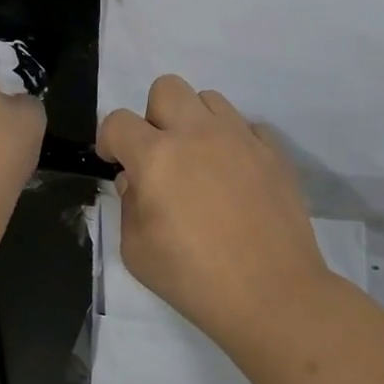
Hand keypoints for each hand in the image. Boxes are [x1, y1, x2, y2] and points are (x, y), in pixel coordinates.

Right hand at [98, 75, 328, 335]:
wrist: (272, 294)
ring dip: (195, 123)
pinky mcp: (273, 152)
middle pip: (167, 88)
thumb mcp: (137, 251)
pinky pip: (247, 126)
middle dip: (154, 116)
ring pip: (210, 99)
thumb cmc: (194, 279)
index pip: (118, 122)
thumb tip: (135, 179)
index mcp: (157, 157)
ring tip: (200, 161)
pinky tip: (235, 176)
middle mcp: (197, 134)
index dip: (109, 140)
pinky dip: (234, 142)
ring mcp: (241, 138)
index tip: (115, 161)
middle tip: (160, 155)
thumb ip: (128, 204)